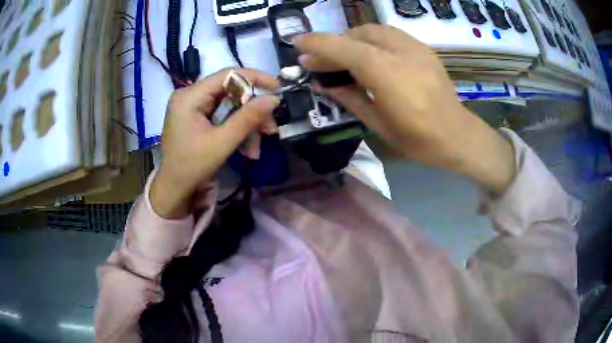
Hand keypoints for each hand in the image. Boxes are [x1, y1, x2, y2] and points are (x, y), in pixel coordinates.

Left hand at [151, 69, 279, 217]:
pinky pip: (222, 117)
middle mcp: (190, 96)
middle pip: (230, 92)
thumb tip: (274, 99)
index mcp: (190, 97)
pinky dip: (236, 131)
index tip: (277, 88)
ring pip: (229, 106)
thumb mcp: (222, 143)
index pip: (227, 75)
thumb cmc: (191, 167)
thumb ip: (248, 118)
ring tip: (257, 148)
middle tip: (270, 128)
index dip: (255, 78)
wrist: (173, 190)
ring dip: (247, 125)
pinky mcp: (196, 118)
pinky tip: (247, 149)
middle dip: (252, 111)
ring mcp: (193, 107)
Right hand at [293, 24, 515, 194]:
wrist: (458, 135)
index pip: (343, 48)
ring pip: (374, 30)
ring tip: (346, 57)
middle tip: (323, 61)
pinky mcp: (424, 48)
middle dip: (335, 43)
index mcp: (385, 73)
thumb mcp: (377, 124)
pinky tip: (371, 55)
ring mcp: (415, 47)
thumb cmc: (418, 139)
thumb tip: (322, 83)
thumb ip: (348, 97)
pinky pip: (390, 34)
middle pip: (357, 34)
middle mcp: (399, 51)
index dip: (317, 44)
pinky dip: (372, 40)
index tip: (297, 44)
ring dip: (353, 39)